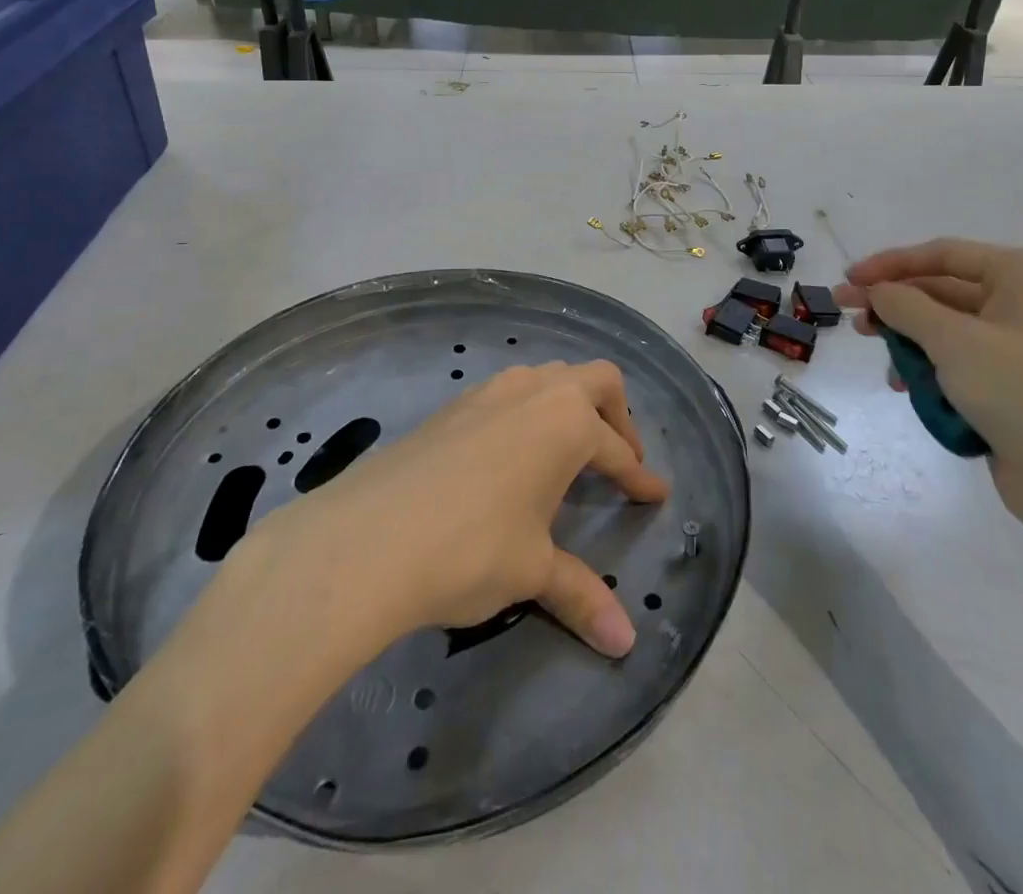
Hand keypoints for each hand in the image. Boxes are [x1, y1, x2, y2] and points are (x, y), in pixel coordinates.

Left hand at [247, 361, 668, 657]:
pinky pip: (508, 393)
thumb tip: (625, 644)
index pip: (617, 451)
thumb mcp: (532, 570)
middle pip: (594, 381)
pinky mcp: (452, 405)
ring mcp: (489, 391)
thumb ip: (581, 595)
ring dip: (569, 405)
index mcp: (566, 423)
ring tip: (568, 451)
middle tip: (619, 459)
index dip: (639, 478)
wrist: (367, 539)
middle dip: (616, 416)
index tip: (655, 495)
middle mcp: (533, 392)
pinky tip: (512, 453)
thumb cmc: (471, 549)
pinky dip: (528, 412)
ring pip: (547, 378)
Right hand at [835, 238, 1022, 535]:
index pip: (943, 255)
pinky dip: (930, 369)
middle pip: (943, 290)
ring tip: (881, 359)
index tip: (848, 280)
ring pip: (947, 329)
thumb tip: (876, 291)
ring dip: (909, 341)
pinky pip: (959, 362)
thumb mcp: (953, 339)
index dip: (890, 264)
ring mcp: (1022, 345)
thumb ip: (905, 306)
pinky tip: (904, 386)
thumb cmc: (1022, 390)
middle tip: (848, 314)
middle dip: (895, 305)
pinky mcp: (1014, 384)